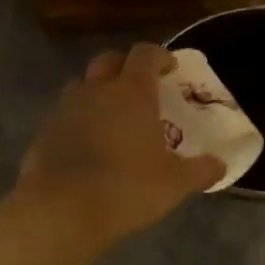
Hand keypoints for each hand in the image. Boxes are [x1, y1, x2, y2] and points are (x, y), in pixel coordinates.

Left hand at [16, 43, 224, 246]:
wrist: (62, 209)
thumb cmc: (127, 188)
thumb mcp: (174, 183)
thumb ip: (200, 170)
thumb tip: (220, 165)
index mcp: (132, 92)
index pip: (145, 54)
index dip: (159, 56)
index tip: (170, 69)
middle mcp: (97, 90)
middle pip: (109, 60)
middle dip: (125, 67)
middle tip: (140, 87)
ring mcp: (65, 108)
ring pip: (82, 85)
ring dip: (97, 91)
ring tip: (111, 115)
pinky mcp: (44, 131)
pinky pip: (64, 114)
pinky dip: (77, 120)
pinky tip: (87, 144)